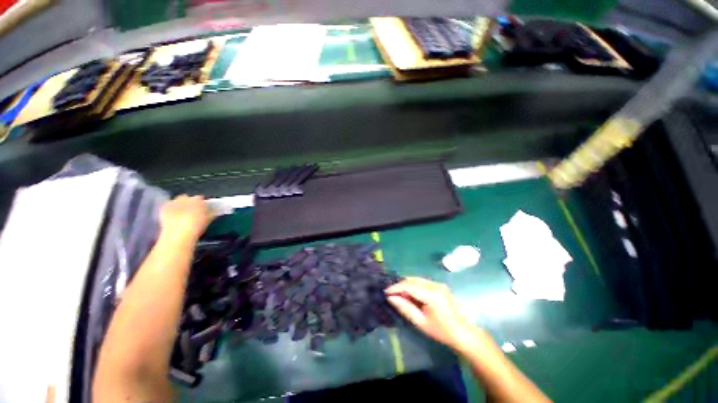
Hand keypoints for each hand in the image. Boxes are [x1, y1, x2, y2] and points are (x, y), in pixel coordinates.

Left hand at [159, 195, 214, 243]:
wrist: (178, 234)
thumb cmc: (197, 227)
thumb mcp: (208, 220)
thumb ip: (211, 213)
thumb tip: (214, 211)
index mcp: (198, 200)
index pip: (200, 198)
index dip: (201, 203)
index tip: (202, 208)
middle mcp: (184, 199)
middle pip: (186, 197)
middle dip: (188, 202)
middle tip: (191, 210)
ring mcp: (172, 203)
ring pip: (176, 201)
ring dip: (178, 205)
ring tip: (180, 213)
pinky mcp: (163, 209)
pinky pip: (167, 206)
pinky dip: (170, 209)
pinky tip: (172, 216)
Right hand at [385, 277, 476, 350]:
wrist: (463, 333)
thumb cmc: (441, 331)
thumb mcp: (421, 322)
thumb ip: (405, 308)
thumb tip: (391, 298)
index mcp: (431, 294)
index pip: (408, 286)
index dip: (395, 288)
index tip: (385, 291)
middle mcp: (434, 285)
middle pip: (412, 280)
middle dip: (400, 285)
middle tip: (391, 294)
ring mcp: (438, 284)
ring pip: (417, 280)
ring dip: (406, 285)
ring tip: (399, 294)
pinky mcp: (439, 285)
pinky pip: (422, 282)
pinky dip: (414, 286)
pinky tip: (410, 294)